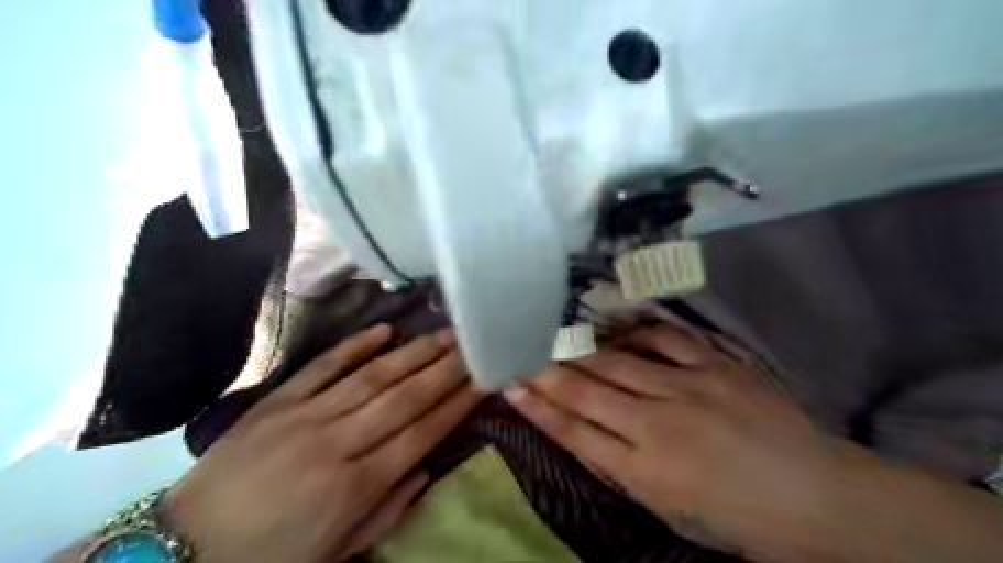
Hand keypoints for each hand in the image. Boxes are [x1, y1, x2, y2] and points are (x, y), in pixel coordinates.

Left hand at [165, 326, 485, 561]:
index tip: (483, 381)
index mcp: (355, 486)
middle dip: (444, 370)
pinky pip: (321, 367)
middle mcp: (337, 444)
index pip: (421, 433)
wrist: (184, 549)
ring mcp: (305, 417)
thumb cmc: (272, 557)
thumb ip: (388, 510)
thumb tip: (425, 468)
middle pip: (403, 398)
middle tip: (472, 345)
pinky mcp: (277, 402)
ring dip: (412, 353)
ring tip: (443, 333)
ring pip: (371, 377)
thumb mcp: (339, 552)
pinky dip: (353, 347)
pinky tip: (383, 329)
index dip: (456, 405)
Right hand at [511, 324, 844, 560]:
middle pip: (586, 393)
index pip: (574, 432)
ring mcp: (687, 389)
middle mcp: (656, 424)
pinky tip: (617, 330)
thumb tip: (587, 436)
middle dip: (546, 374)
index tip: (511, 387)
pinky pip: (665, 341)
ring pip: (616, 364)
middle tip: (519, 354)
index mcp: (645, 471)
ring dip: (579, 352)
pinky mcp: (715, 366)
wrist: (819, 498)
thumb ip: (624, 471)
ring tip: (552, 338)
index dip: (538, 408)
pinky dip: (636, 334)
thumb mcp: (671, 511)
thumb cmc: (741, 519)